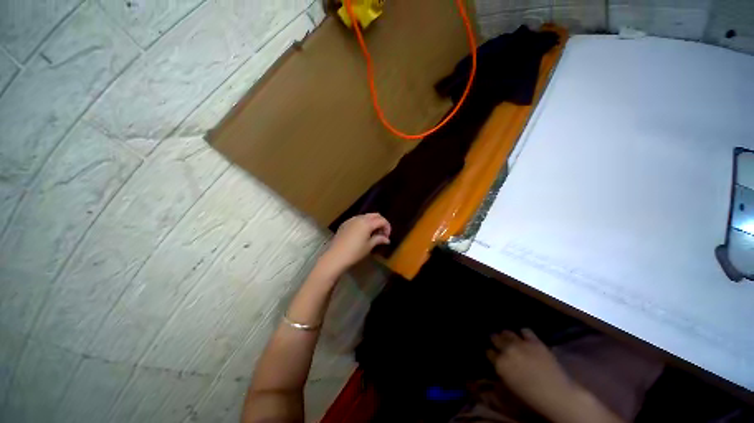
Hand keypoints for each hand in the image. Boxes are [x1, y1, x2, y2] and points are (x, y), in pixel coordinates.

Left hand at [319, 213, 390, 275]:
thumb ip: (379, 239)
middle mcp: (360, 218)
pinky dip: (363, 223)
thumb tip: (387, 239)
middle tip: (382, 233)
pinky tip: (362, 233)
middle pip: (374, 215)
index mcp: (367, 223)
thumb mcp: (369, 246)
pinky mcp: (345, 223)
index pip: (382, 220)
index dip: (387, 227)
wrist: (336, 256)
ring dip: (372, 222)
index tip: (387, 236)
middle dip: (380, 222)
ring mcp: (351, 220)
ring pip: (365, 216)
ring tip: (373, 234)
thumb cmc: (355, 252)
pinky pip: (357, 220)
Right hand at [487, 329, 573, 411]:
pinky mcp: (534, 341)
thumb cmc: (532, 396)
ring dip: (507, 335)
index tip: (493, 354)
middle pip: (495, 338)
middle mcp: (507, 350)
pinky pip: (525, 331)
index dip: (491, 353)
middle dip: (496, 340)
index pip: (489, 352)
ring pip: (507, 332)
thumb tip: (498, 363)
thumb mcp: (511, 386)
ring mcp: (521, 344)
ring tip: (510, 338)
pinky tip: (525, 337)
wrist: (557, 394)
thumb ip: (502, 371)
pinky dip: (524, 334)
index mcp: (500, 364)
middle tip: (498, 343)